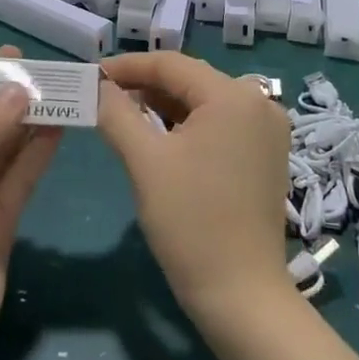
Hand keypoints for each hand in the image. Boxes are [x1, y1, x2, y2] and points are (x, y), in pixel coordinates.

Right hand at [96, 53, 293, 332]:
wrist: (242, 295)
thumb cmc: (191, 223)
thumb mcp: (145, 161)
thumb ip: (117, 113)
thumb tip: (98, 87)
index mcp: (234, 96)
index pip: (171, 63)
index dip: (127, 66)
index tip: (92, 75)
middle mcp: (258, 103)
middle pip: (190, 80)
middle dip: (144, 86)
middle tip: (103, 96)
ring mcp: (267, 130)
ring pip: (204, 102)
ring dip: (164, 106)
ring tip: (124, 115)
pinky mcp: (266, 155)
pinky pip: (220, 124)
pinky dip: (187, 125)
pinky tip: (159, 136)